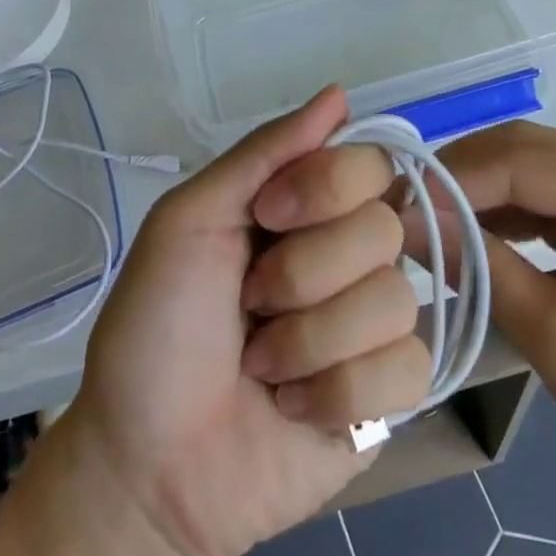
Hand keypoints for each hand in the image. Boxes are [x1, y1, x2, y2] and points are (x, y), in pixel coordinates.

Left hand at [63, 88, 430, 555]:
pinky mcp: (390, 394)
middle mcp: (347, 255)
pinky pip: (408, 368)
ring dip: (310, 340)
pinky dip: (336, 392)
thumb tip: (339, 93)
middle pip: (385, 228)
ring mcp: (373, 325)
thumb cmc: (156, 328)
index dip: (327, 189)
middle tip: (250, 305)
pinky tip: (293, 408)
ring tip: (262, 366)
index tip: (268, 217)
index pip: (370, 162)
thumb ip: (263, 153)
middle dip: (304, 274)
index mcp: (304, 208)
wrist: (148, 463)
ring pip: (396, 300)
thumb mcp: (190, 220)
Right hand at [429, 122, 555, 536]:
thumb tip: (406, 221)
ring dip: (478, 195)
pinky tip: (471, 236)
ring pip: (533, 172)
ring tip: (426, 224)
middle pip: (525, 153)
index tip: (391, 209)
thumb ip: (481, 269)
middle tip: (400, 213)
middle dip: (460, 179)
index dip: (450, 180)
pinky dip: (507, 215)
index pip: (520, 161)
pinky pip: (551, 200)